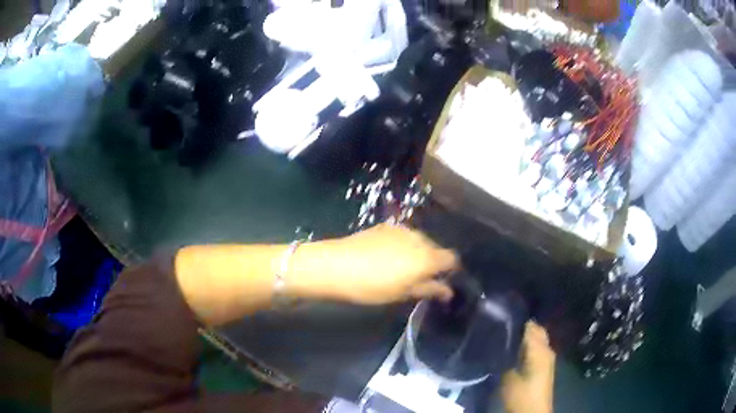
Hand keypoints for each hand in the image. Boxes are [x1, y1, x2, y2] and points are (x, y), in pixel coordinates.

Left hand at [321, 224, 458, 304]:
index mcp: (427, 257)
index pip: (452, 258)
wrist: (336, 265)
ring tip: (401, 268)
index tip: (443, 281)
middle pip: (436, 248)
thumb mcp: (403, 293)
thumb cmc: (372, 286)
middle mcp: (419, 238)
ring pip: (420, 241)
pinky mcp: (386, 226)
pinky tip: (388, 257)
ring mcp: (402, 229)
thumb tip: (448, 291)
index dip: (451, 269)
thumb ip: (429, 289)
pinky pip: (404, 236)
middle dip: (433, 262)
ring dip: (418, 253)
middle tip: (420, 279)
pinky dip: (404, 246)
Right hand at [501, 322, 555, 412]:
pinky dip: (528, 346)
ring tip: (505, 339)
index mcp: (539, 348)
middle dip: (521, 328)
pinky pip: (537, 348)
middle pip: (536, 330)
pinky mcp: (545, 366)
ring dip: (525, 337)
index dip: (516, 321)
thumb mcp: (508, 377)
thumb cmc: (521, 394)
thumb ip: (505, 357)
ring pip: (537, 339)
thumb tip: (499, 343)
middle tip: (502, 329)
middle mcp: (547, 348)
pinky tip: (514, 352)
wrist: (533, 412)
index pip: (529, 325)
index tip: (500, 318)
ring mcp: (548, 358)